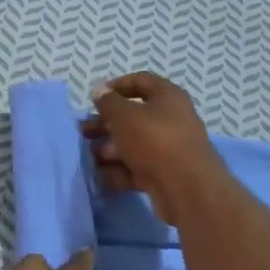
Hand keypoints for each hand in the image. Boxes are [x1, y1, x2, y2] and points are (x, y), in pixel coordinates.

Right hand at [83, 72, 226, 223]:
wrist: (187, 188)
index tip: (95, 97)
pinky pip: (137, 168)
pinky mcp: (164, 174)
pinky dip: (119, 171)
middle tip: (82, 131)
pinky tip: (99, 177)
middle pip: (134, 117)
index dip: (117, 85)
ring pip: (133, 145)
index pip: (142, 81)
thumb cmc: (155, 140)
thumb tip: (99, 89)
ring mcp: (169, 149)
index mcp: (168, 97)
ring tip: (87, 156)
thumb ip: (109, 102)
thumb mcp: (125, 116)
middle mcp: (171, 120)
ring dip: (109, 149)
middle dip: (106, 124)